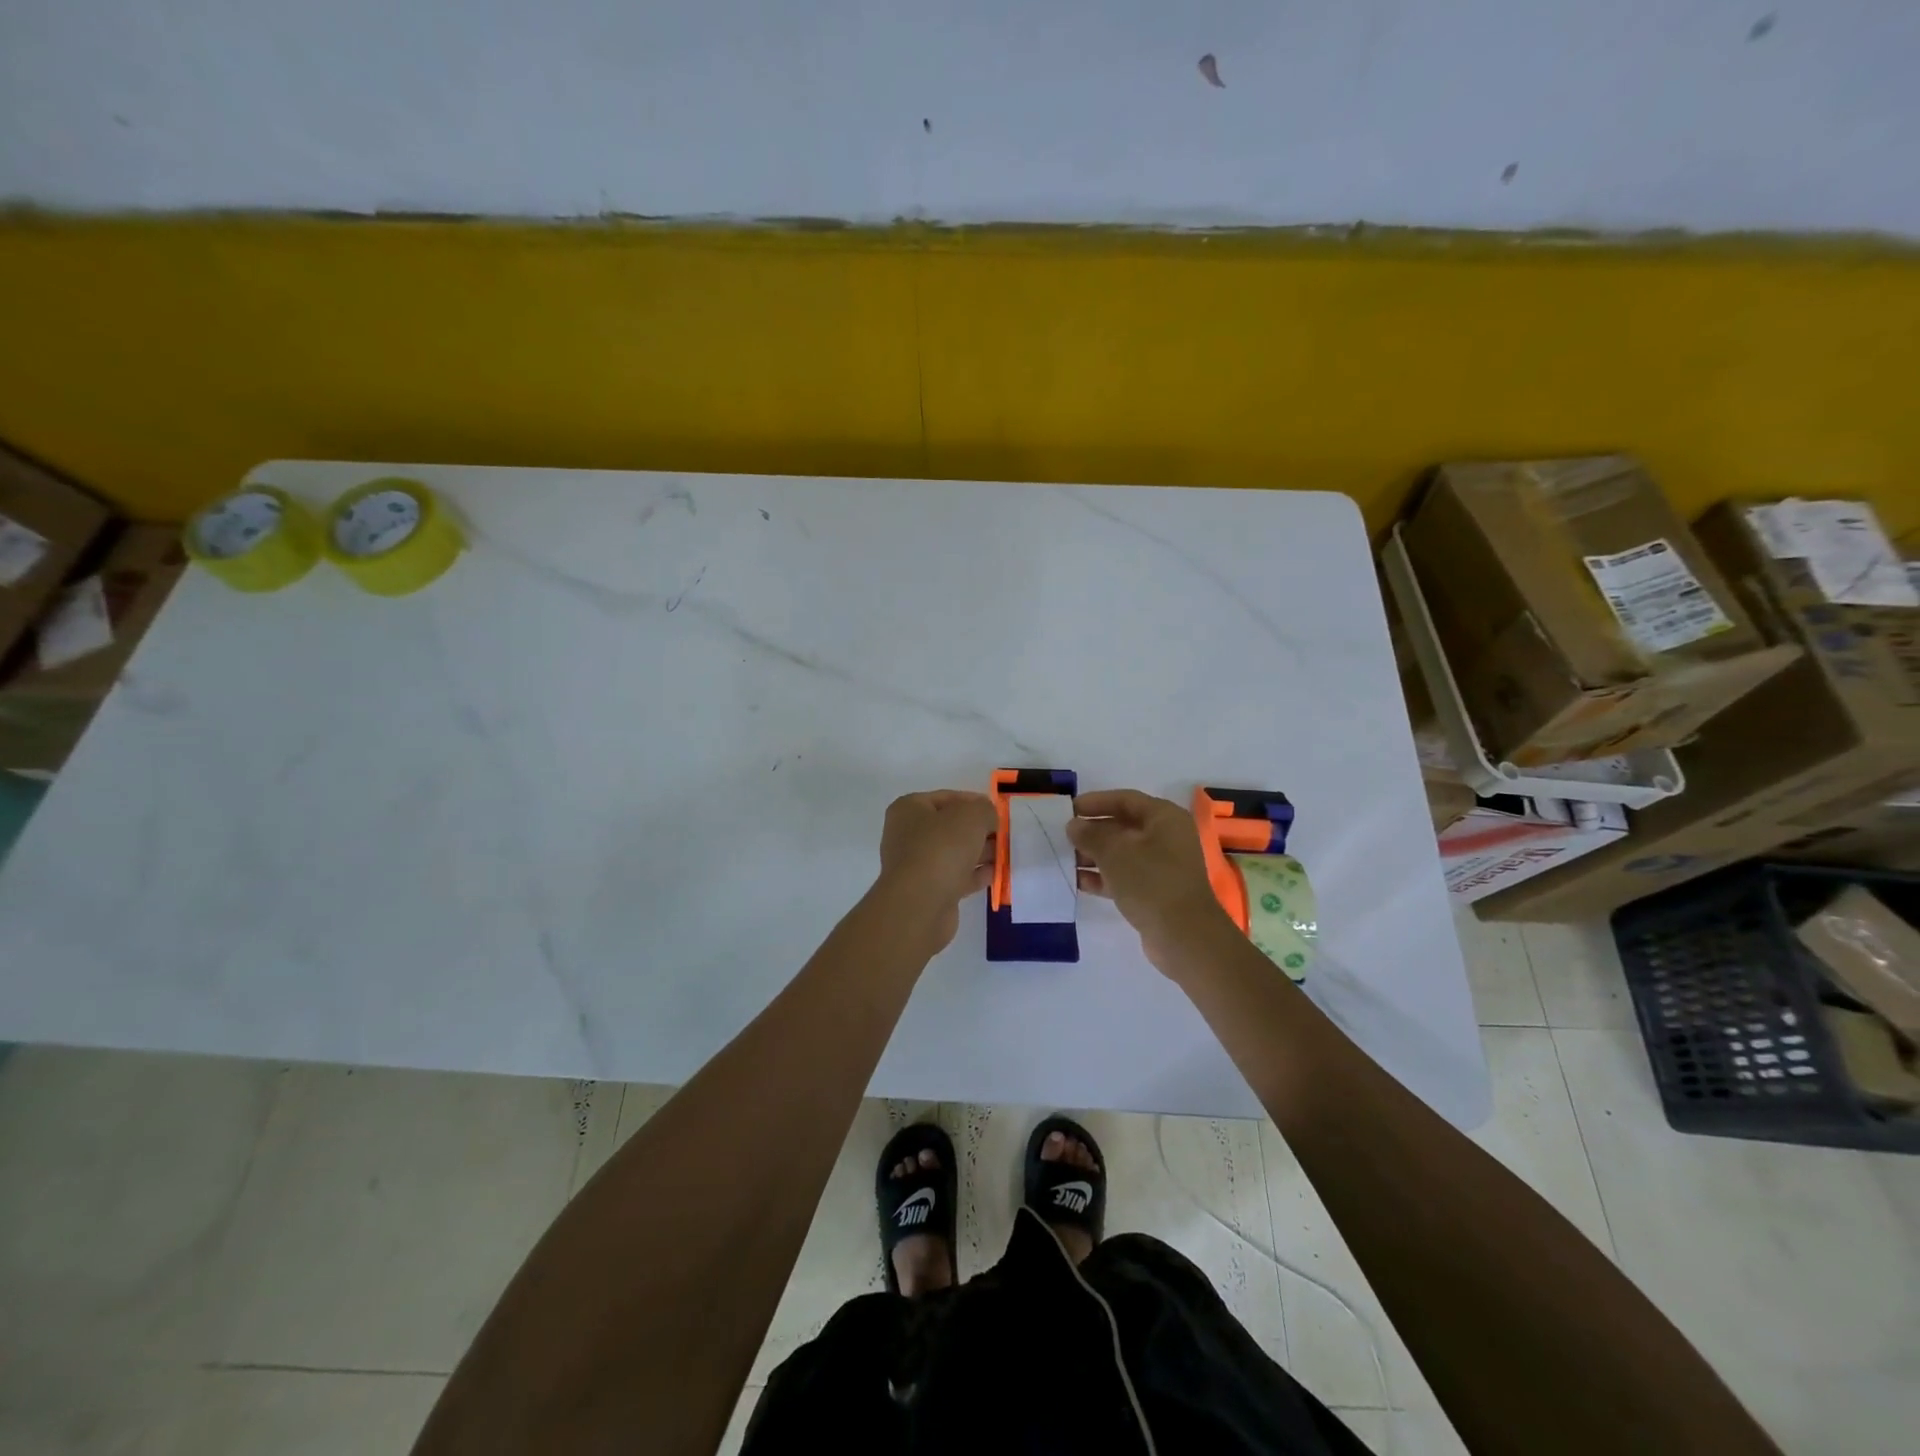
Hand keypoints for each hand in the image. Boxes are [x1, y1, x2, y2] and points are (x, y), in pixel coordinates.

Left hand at [873, 790, 998, 951]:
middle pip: (951, 826)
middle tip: (1005, 834)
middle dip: (980, 830)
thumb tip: (988, 816)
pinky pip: (957, 876)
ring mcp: (917, 864)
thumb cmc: (941, 849)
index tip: (998, 811)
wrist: (920, 905)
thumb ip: (984, 809)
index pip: (947, 797)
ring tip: (1007, 854)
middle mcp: (908, 835)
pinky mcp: (929, 890)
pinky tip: (996, 874)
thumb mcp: (971, 816)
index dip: (974, 801)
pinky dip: (976, 874)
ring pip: (955, 853)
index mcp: (909, 809)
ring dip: (980, 852)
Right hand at [1068, 789, 1233, 975]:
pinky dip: (1103, 877)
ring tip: (1066, 859)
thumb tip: (1074, 825)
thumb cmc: (1151, 882)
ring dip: (1094, 855)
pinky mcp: (1156, 891)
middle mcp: (1166, 837)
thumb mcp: (1114, 852)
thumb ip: (1091, 834)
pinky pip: (1125, 876)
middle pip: (1123, 826)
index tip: (1069, 809)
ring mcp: (1163, 866)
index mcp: (1164, 818)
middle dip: (1092, 831)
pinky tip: (1078, 882)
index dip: (1096, 802)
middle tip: (1063, 836)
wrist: (1184, 936)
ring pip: (1122, 853)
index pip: (1125, 800)